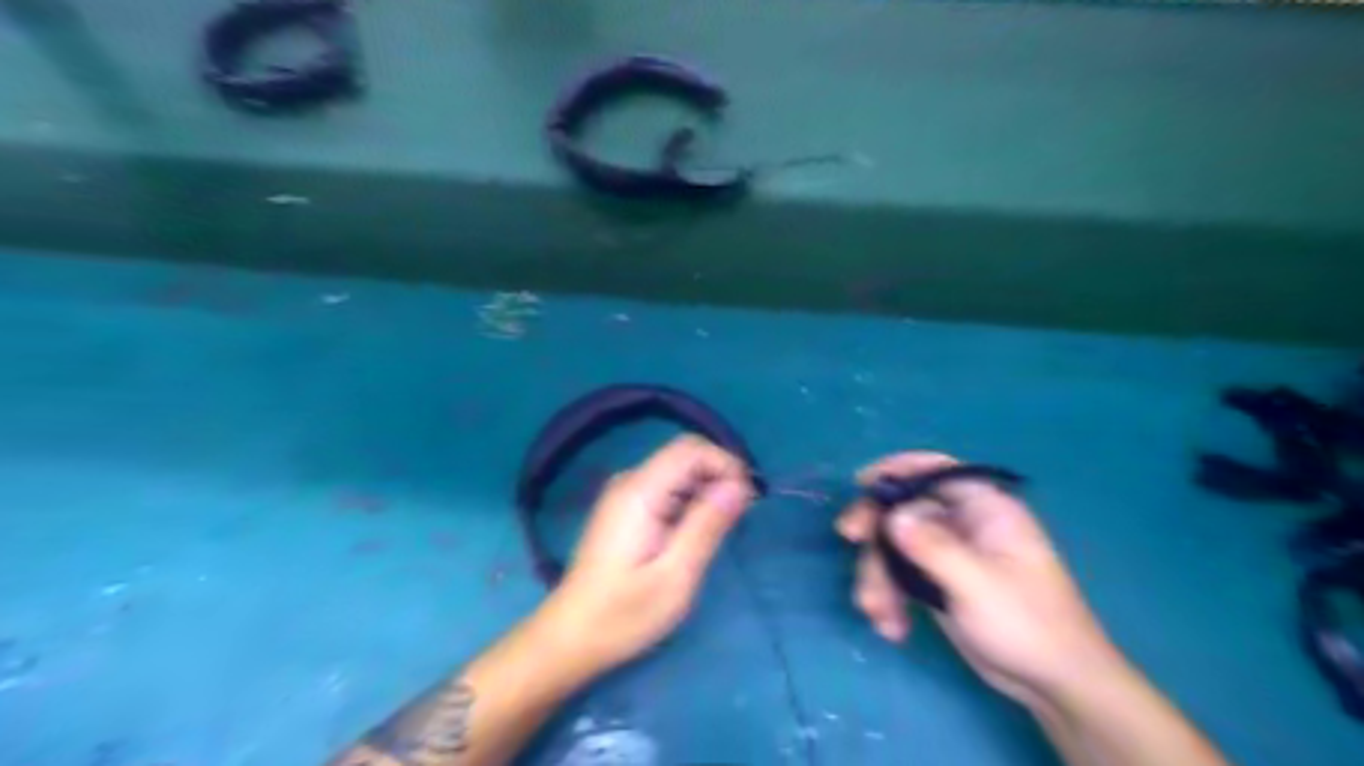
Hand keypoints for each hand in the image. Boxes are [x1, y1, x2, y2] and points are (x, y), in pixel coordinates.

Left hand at [541, 437, 756, 676]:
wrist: (571, 637)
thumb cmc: (623, 614)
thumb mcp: (675, 576)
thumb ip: (707, 525)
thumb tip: (740, 485)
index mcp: (640, 491)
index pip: (692, 449)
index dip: (726, 464)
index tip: (746, 502)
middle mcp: (630, 481)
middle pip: (686, 455)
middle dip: (719, 476)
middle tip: (737, 519)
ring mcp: (625, 494)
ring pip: (679, 470)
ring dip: (707, 490)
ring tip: (720, 531)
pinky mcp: (626, 509)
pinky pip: (667, 488)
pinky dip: (691, 501)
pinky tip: (695, 534)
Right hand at [838, 452, 1123, 707]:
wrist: (1052, 684)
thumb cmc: (1028, 624)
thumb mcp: (978, 584)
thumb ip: (933, 547)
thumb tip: (891, 516)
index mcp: (984, 508)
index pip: (936, 470)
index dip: (897, 468)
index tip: (861, 481)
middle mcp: (962, 524)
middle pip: (904, 509)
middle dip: (876, 529)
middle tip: (848, 538)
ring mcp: (947, 554)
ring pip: (894, 545)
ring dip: (878, 576)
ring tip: (877, 612)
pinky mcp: (936, 583)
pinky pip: (899, 575)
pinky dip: (889, 597)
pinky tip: (892, 627)